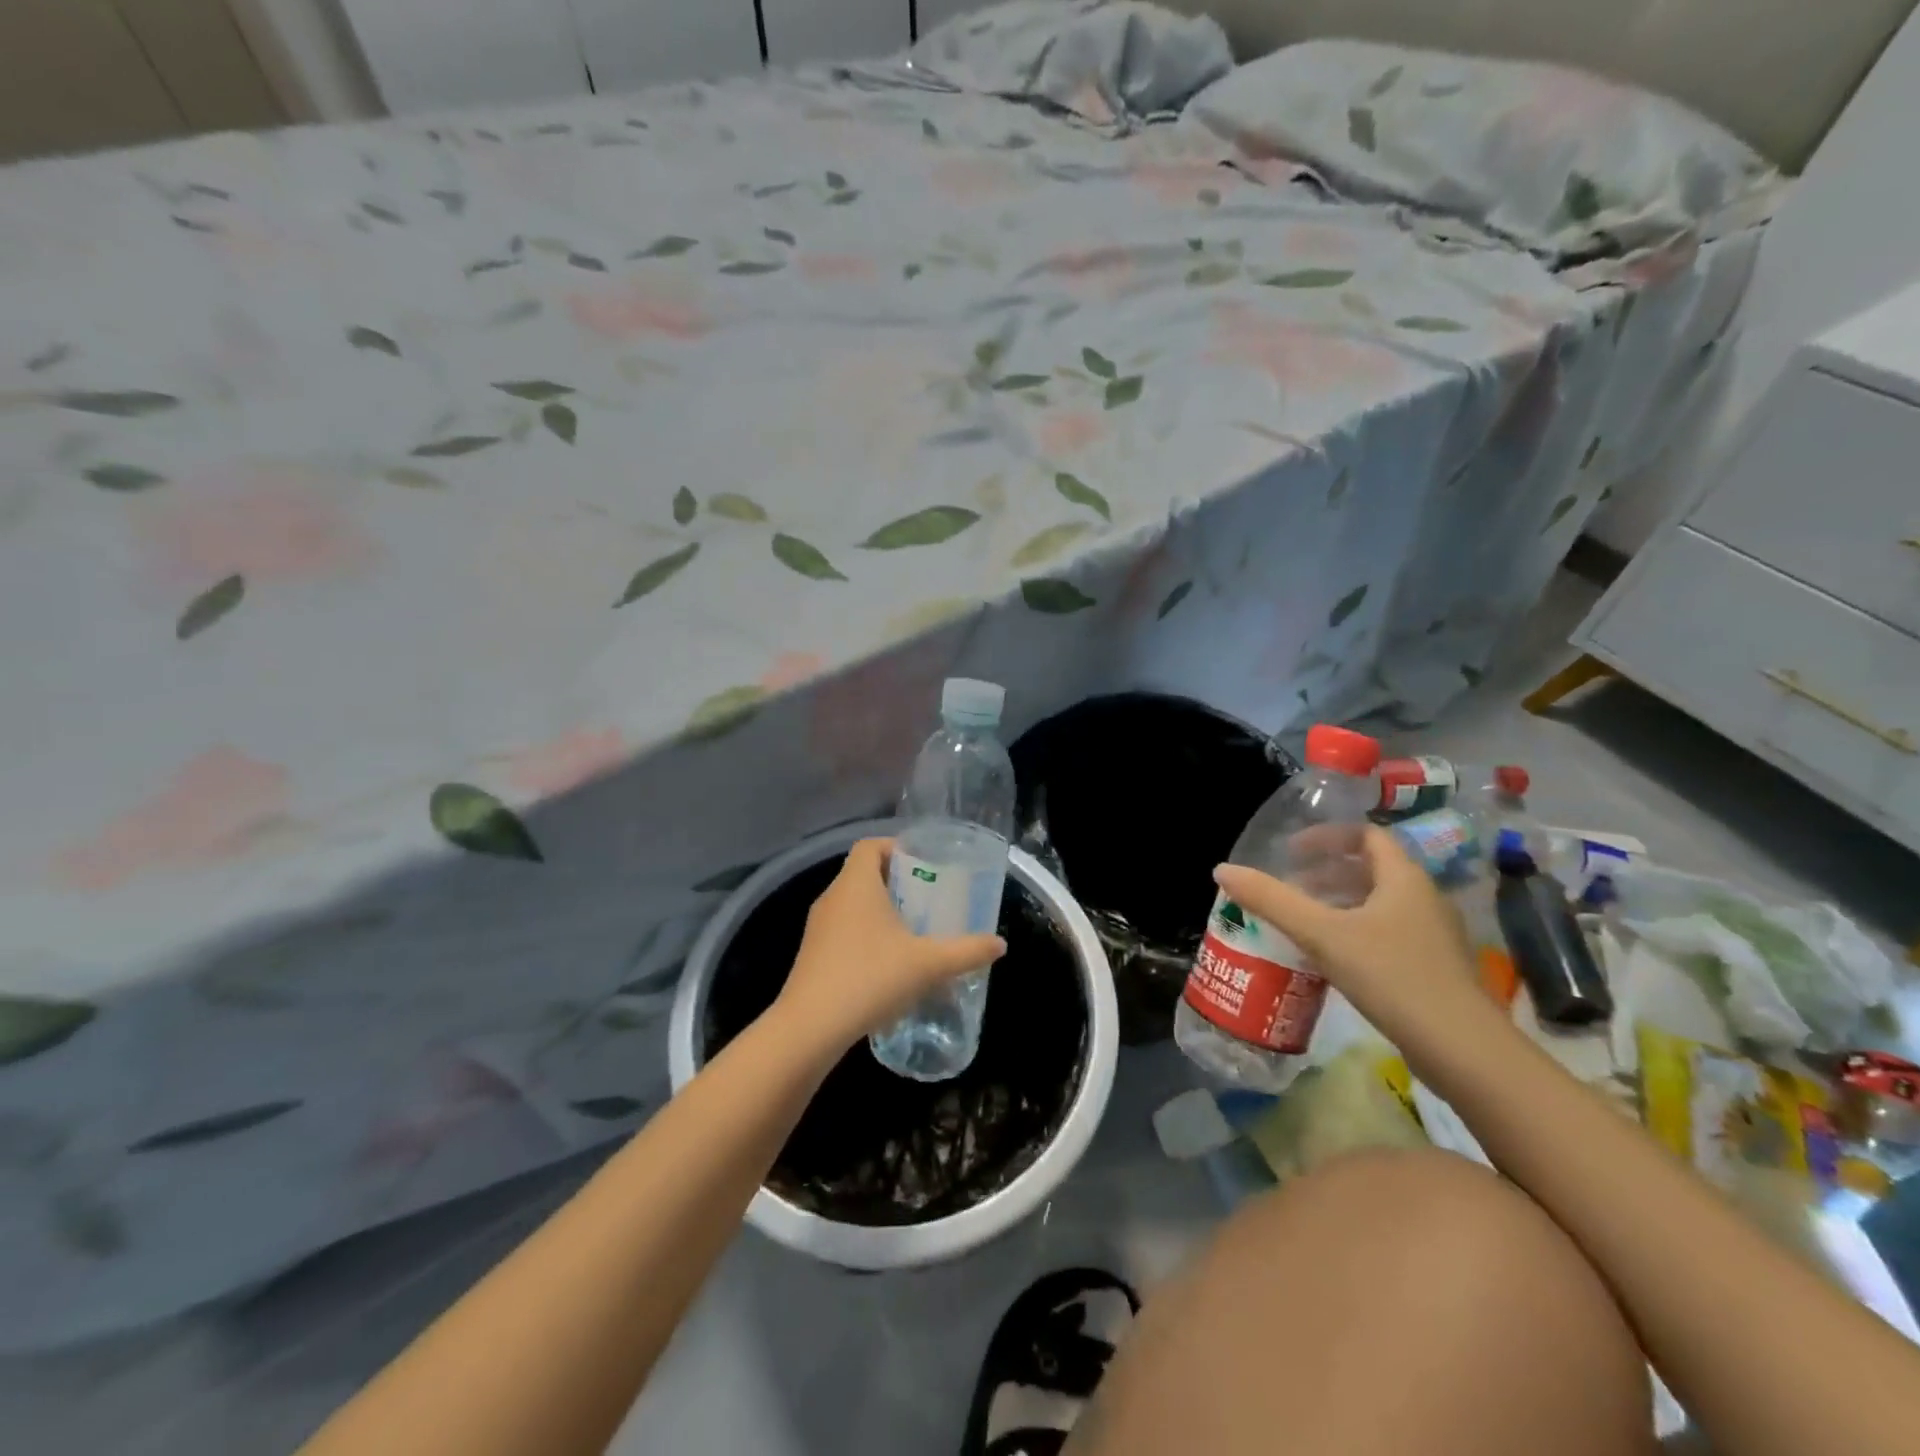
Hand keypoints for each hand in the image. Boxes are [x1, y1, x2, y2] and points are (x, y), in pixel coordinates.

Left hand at [774, 838, 1006, 1055]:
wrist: (810, 1029)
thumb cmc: (870, 978)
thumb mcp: (928, 964)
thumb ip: (966, 951)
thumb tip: (1000, 944)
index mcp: (855, 884)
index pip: (870, 846)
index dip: (896, 847)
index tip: (924, 864)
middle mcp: (832, 898)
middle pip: (863, 874)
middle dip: (897, 883)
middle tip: (929, 899)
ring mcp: (818, 928)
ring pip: (853, 905)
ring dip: (881, 912)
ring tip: (914, 932)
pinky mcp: (812, 956)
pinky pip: (843, 931)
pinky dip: (866, 936)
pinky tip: (889, 964)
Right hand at [1213, 826, 1484, 1042]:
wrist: (1463, 1051)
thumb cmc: (1391, 976)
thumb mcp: (1322, 934)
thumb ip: (1272, 900)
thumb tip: (1222, 869)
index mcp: (1403, 879)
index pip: (1366, 837)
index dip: (1327, 837)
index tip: (1292, 853)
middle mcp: (1424, 899)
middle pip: (1372, 870)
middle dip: (1327, 874)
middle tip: (1290, 887)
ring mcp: (1433, 936)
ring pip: (1379, 905)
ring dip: (1340, 905)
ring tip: (1303, 922)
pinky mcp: (1434, 969)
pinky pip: (1387, 934)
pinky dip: (1355, 933)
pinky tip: (1331, 960)